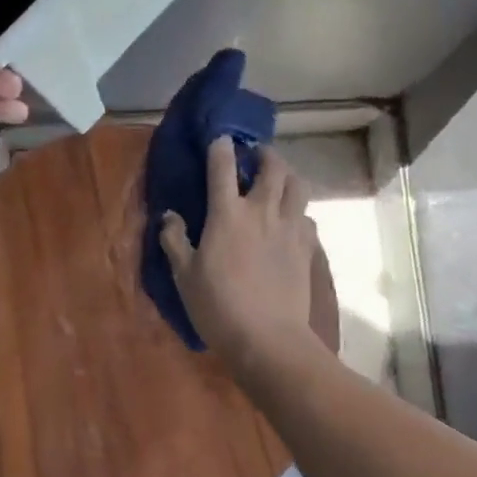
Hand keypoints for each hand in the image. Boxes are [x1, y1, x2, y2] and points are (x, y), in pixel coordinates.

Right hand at [159, 138, 320, 367]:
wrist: (268, 338)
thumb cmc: (218, 307)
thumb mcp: (184, 275)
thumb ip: (175, 240)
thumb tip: (169, 216)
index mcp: (228, 213)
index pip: (223, 166)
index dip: (220, 146)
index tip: (218, 138)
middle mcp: (262, 211)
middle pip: (272, 166)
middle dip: (263, 153)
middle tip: (254, 156)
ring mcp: (289, 228)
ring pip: (298, 185)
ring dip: (288, 175)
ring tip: (278, 181)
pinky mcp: (307, 248)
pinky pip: (307, 217)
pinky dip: (299, 212)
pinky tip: (291, 222)